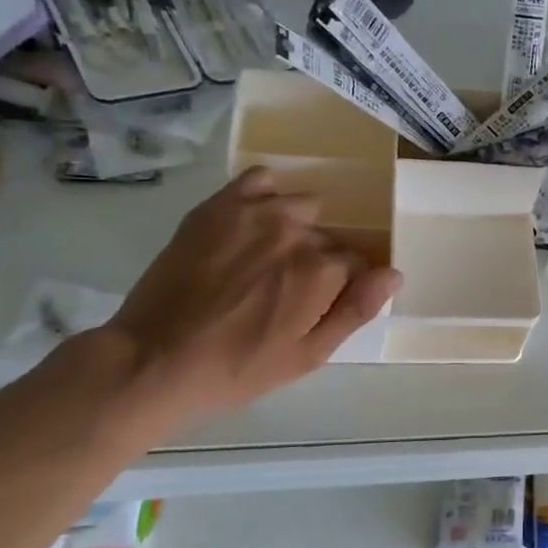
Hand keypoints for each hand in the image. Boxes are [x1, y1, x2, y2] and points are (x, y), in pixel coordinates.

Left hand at [90, 167, 400, 425]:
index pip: (357, 264)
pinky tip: (251, 223)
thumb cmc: (237, 368)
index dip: (340, 287)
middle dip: (316, 261)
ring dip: (295, 228)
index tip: (313, 307)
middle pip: (328, 237)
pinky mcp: (219, 205)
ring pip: (302, 207)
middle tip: (281, 292)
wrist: (153, 359)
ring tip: (263, 259)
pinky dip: (265, 195)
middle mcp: (298, 232)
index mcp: (323, 271)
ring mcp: (257, 213)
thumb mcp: (307, 356)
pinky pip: (260, 179)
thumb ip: (356, 310)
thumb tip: (394, 273)